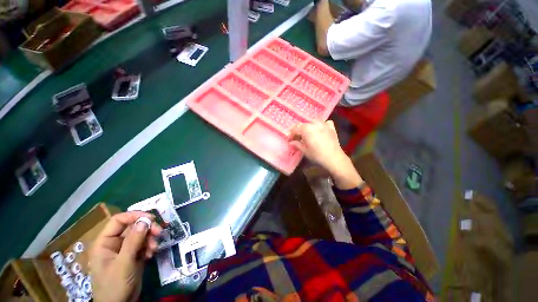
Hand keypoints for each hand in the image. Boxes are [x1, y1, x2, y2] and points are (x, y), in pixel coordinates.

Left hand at [90, 212, 161, 301]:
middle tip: (160, 232)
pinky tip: (151, 255)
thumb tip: (145, 220)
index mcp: (105, 242)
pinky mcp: (134, 255)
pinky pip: (144, 244)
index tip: (152, 218)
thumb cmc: (115, 285)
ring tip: (154, 248)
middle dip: (147, 228)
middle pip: (133, 226)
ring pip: (141, 235)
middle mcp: (114, 243)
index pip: (118, 220)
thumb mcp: (124, 263)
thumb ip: (133, 241)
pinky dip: (150, 247)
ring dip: (150, 239)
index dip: (135, 216)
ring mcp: (125, 250)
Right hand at [290, 121, 362, 188]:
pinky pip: (325, 122)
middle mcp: (315, 124)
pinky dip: (322, 125)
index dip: (291, 134)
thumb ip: (297, 144)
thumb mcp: (305, 151)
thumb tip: (291, 142)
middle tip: (297, 138)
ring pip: (313, 121)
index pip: (295, 129)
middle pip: (303, 124)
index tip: (290, 140)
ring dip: (309, 126)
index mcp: (306, 129)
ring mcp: (324, 125)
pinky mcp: (331, 128)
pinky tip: (321, 130)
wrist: (334, 158)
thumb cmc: (317, 155)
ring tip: (308, 133)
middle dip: (299, 130)